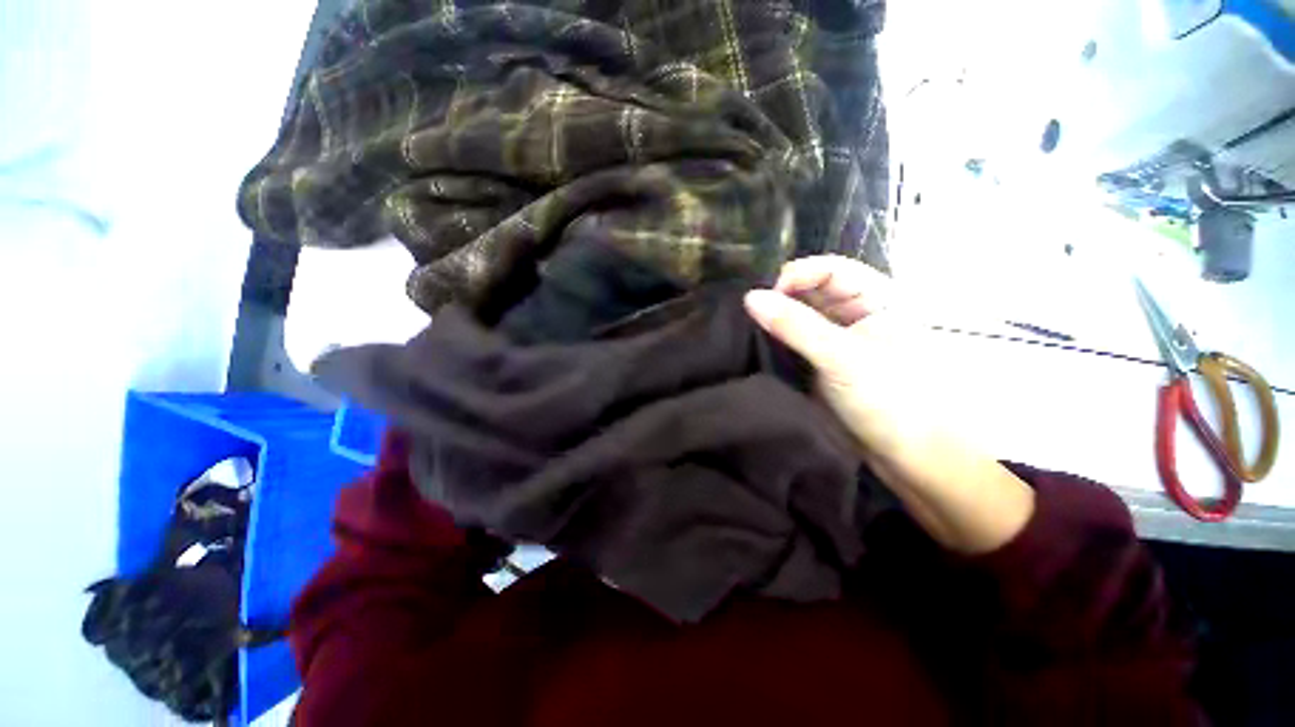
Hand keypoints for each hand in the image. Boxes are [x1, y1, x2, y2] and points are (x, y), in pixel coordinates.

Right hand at [744, 256, 1034, 554]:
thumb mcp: (841, 358)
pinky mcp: (823, 363)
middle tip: (748, 315)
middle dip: (781, 298)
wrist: (909, 459)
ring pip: (801, 317)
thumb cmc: (891, 400)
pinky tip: (756, 345)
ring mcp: (838, 340)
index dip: (797, 276)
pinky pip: (795, 342)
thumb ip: (795, 325)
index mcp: (877, 298)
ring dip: (776, 321)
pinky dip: (777, 341)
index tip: (765, 298)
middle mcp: (856, 313)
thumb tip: (750, 297)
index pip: (830, 269)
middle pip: (812, 291)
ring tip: (745, 329)